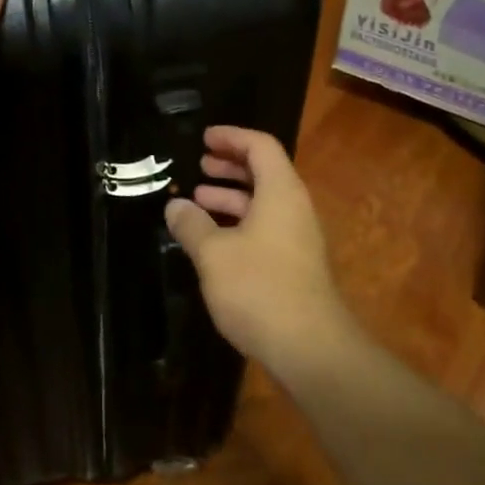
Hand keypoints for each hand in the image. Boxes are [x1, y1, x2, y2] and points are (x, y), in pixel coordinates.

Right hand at [164, 126, 361, 376]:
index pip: (261, 146)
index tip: (204, 138)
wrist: (309, 347)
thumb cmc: (259, 288)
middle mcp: (294, 209)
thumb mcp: (214, 253)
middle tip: (200, 165)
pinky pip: (265, 229)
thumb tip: (175, 206)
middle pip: (265, 173)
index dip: (232, 137)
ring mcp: (298, 239)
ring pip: (264, 204)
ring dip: (232, 197)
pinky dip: (239, 224)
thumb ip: (192, 225)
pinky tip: (213, 241)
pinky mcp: (294, 266)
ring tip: (198, 200)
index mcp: (281, 192)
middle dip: (231, 166)